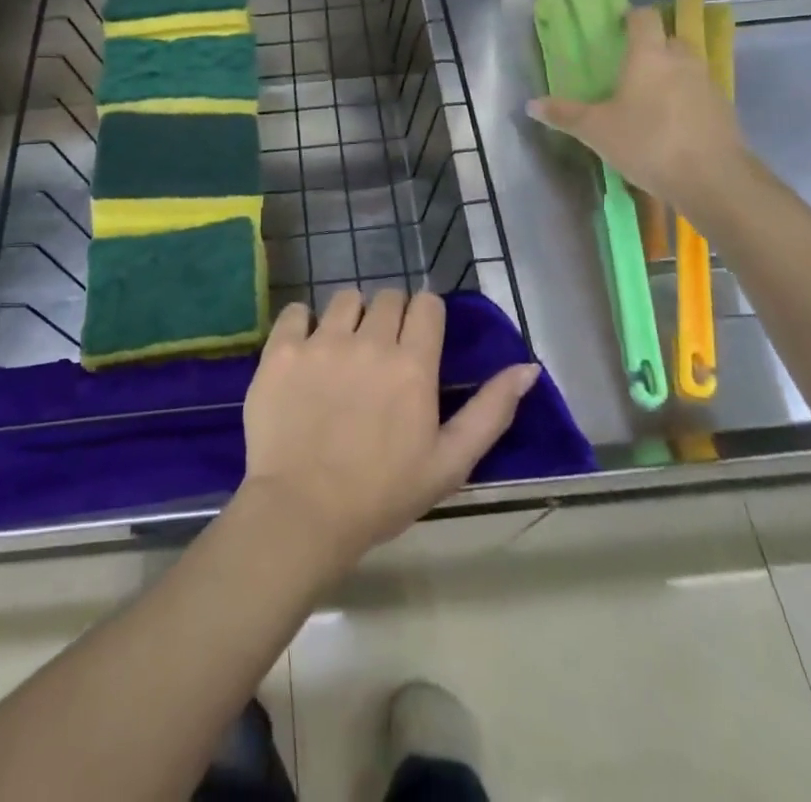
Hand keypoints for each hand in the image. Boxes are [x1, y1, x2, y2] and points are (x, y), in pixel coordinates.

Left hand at [238, 289, 539, 573]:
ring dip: (350, 316)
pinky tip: (305, 351)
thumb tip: (528, 368)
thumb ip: (491, 411)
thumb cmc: (382, 494)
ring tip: (343, 350)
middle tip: (381, 351)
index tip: (418, 340)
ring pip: (345, 298)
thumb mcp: (450, 462)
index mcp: (413, 365)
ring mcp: (321, 342)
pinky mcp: (282, 350)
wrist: (301, 513)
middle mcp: (369, 341)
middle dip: (391, 315)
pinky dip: (303, 324)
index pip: (427, 305)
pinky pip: (296, 311)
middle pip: (388, 296)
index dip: (425, 317)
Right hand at [528, 5, 747, 207]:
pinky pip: (697, 92)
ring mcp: (706, 83)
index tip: (616, 28)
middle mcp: (681, 60)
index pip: (643, 17)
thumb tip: (531, 104)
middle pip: (667, 39)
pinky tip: (669, 124)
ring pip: (685, 66)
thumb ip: (564, 114)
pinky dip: (684, 99)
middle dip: (650, 47)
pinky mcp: (723, 108)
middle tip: (628, 68)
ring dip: (668, 74)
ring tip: (647, 99)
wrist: (712, 178)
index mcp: (648, 55)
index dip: (630, 17)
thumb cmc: (647, 143)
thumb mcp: (596, 131)